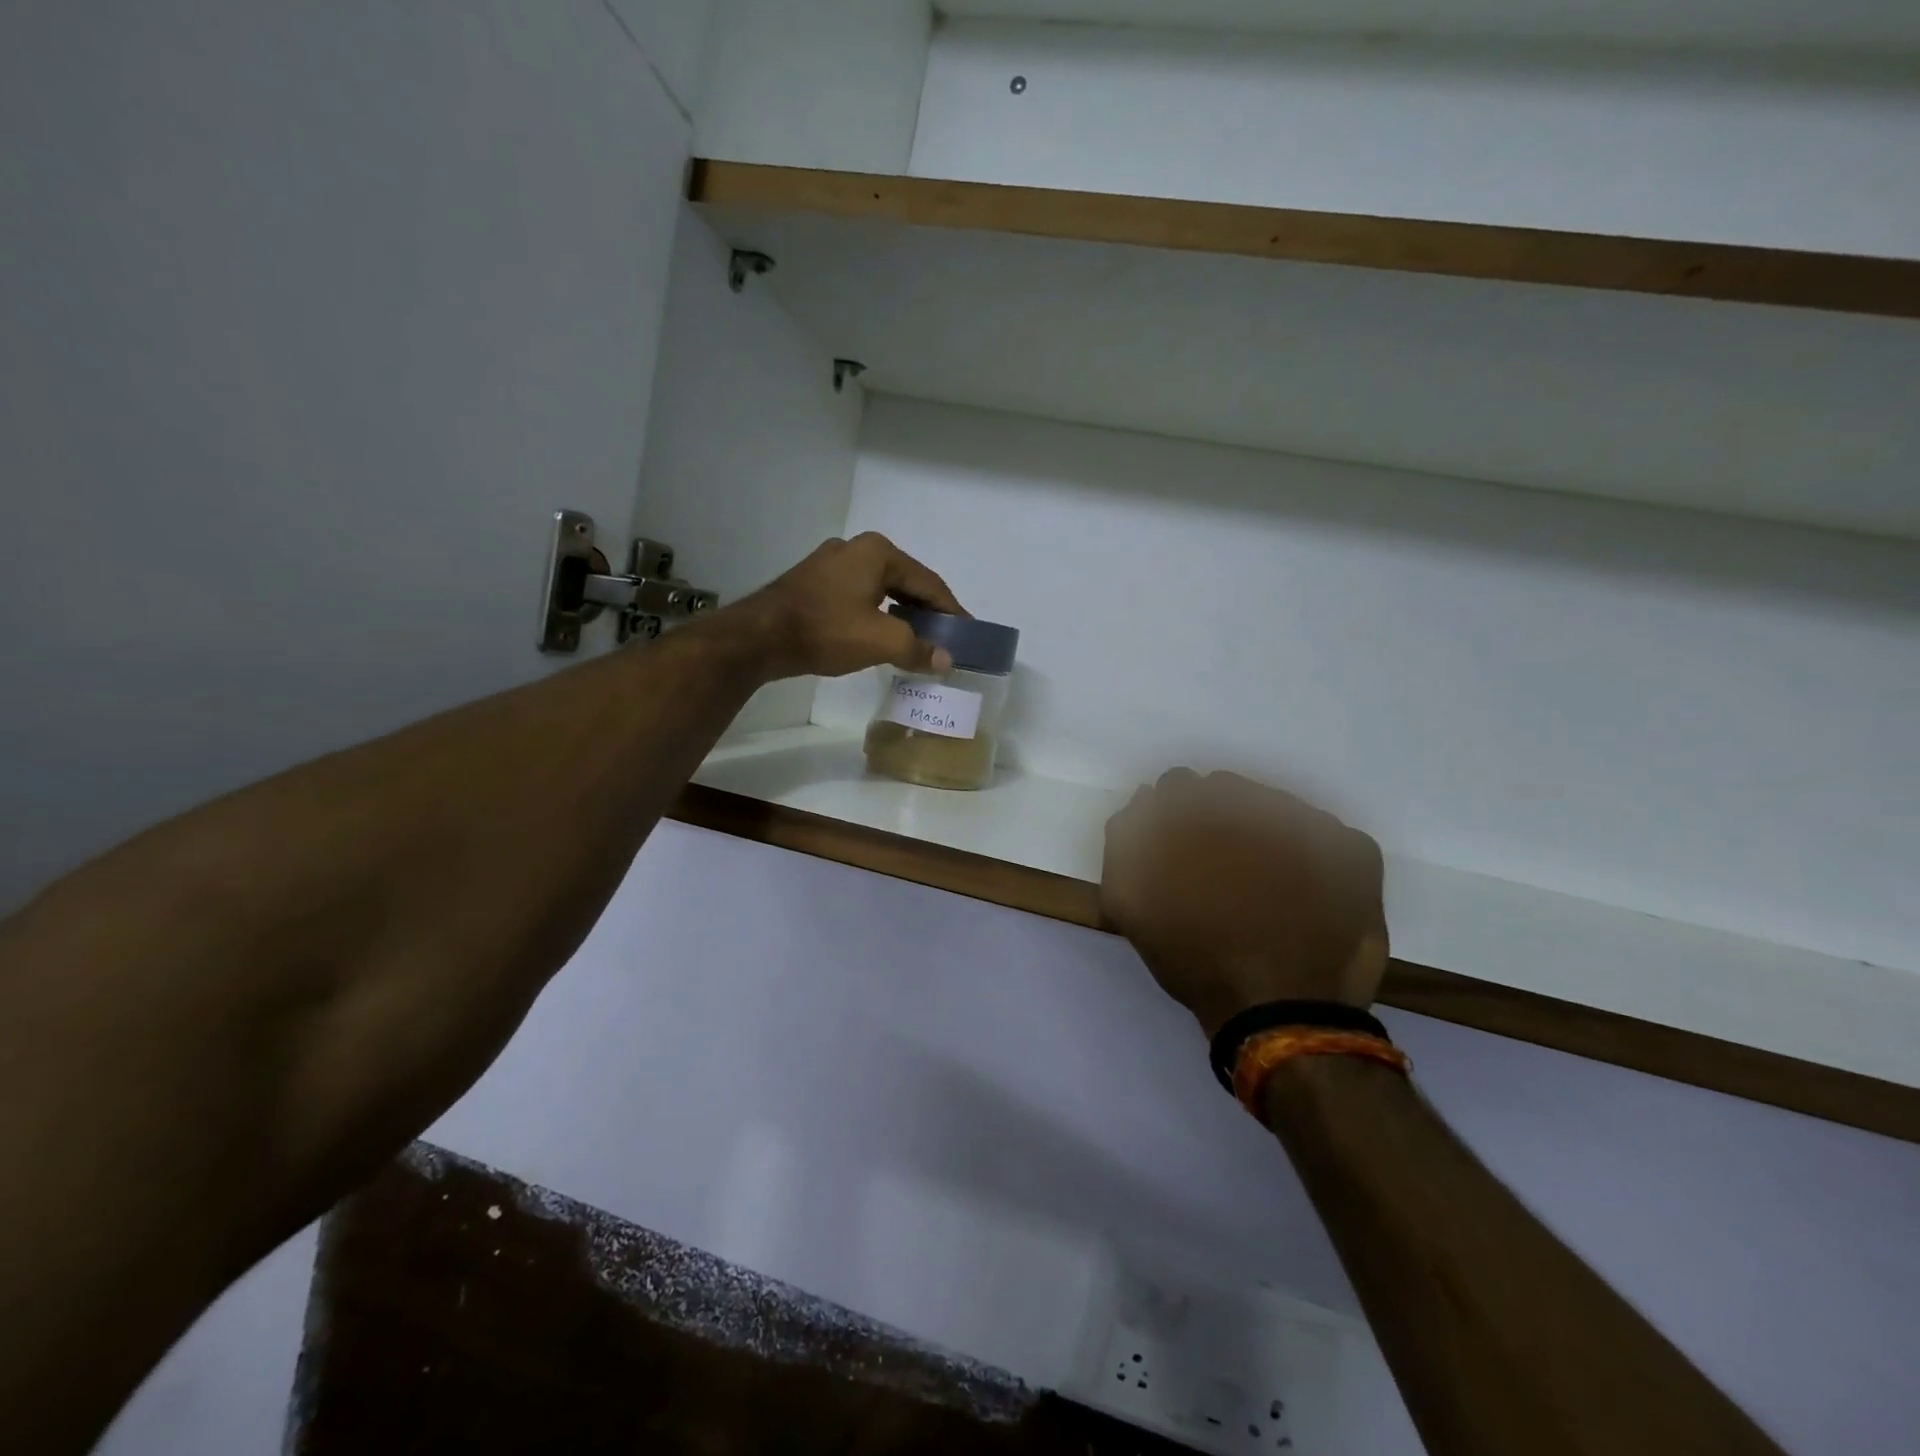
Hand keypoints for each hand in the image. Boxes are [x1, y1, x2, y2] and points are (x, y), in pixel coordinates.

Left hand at [721, 533, 965, 680]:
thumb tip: (945, 660)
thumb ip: (919, 649)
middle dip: (927, 611)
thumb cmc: (826, 630)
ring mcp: (830, 563)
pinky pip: (859, 596)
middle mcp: (856, 548)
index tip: (967, 632)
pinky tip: (882, 634)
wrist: (760, 637)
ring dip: (901, 614)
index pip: (928, 582)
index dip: (951, 610)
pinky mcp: (813, 582)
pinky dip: (877, 614)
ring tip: (917, 640)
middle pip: (905, 582)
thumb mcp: (881, 640)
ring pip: (881, 590)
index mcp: (878, 552)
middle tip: (945, 638)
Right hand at [1101, 770, 1388, 1036]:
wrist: (1280, 1013)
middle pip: (1227, 790)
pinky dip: (1313, 856)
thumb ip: (1125, 841)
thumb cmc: (1196, 958)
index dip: (1175, 818)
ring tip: (1265, 885)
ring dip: (1264, 833)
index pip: (1178, 786)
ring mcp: (1312, 823)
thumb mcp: (1129, 903)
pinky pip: (1326, 835)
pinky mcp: (1354, 850)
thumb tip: (1144, 801)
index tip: (1179, 850)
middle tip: (1220, 869)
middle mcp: (1254, 802)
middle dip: (1218, 819)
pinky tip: (1304, 894)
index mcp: (1199, 811)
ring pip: (1276, 808)